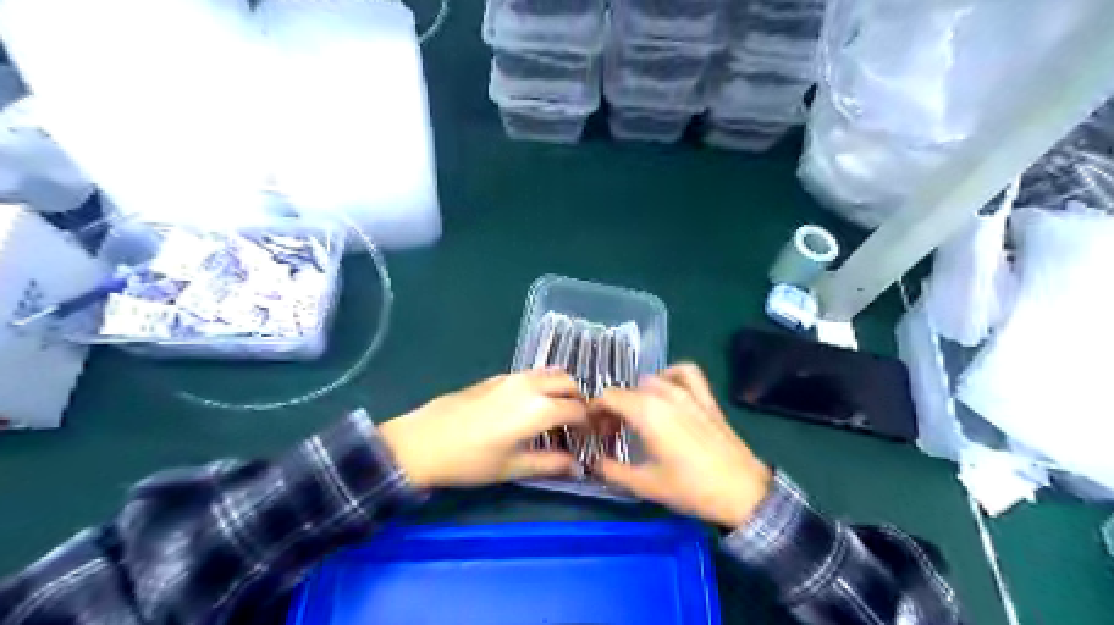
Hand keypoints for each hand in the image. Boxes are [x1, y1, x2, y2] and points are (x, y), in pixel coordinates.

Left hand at [379, 371, 586, 487]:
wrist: (422, 441)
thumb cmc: (470, 461)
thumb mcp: (512, 467)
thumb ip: (550, 464)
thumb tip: (576, 466)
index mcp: (540, 408)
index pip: (579, 410)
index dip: (589, 425)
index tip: (589, 439)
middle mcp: (530, 385)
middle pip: (568, 383)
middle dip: (578, 401)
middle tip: (574, 425)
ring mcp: (512, 377)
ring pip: (549, 373)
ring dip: (560, 390)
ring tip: (554, 415)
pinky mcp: (496, 377)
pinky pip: (530, 375)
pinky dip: (541, 386)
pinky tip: (528, 408)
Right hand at [596, 363, 771, 529]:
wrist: (742, 492)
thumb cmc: (691, 489)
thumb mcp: (645, 485)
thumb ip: (612, 470)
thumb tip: (593, 462)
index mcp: (646, 412)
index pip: (608, 397)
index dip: (595, 412)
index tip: (596, 432)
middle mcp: (664, 394)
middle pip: (627, 390)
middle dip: (614, 408)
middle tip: (613, 434)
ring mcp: (688, 393)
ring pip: (651, 381)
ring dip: (637, 395)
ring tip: (637, 417)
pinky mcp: (706, 398)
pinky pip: (684, 373)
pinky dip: (670, 376)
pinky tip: (667, 392)